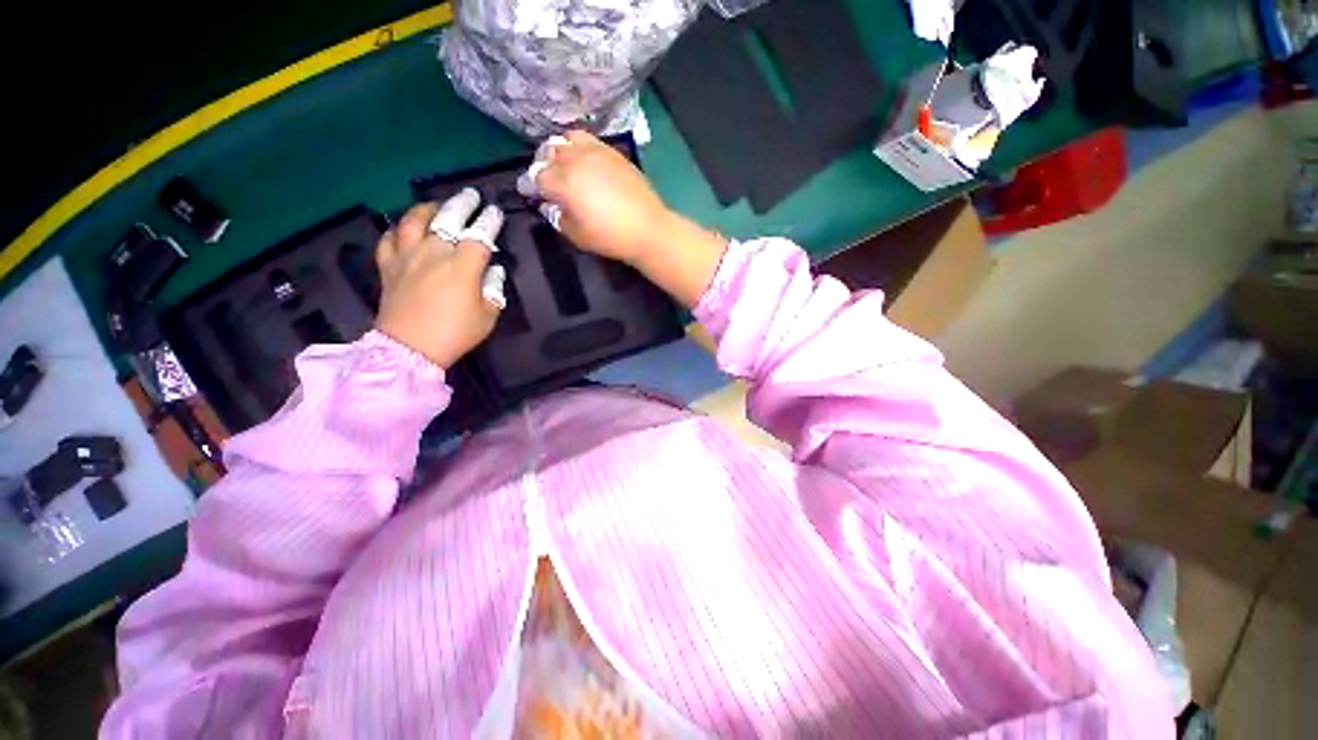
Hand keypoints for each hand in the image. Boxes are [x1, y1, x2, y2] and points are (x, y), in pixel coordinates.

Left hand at [374, 193, 505, 367]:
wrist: (410, 348)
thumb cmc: (456, 333)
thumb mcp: (488, 315)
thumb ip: (493, 289)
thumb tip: (493, 271)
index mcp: (463, 266)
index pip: (480, 234)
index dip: (490, 221)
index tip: (495, 212)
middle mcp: (434, 253)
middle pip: (448, 218)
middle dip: (462, 204)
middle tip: (470, 195)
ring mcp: (407, 257)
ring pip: (413, 221)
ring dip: (427, 208)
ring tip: (436, 205)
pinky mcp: (388, 266)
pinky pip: (389, 239)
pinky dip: (397, 230)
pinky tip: (404, 229)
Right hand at [520, 130, 674, 264]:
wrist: (647, 228)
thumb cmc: (610, 237)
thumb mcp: (577, 235)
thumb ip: (558, 218)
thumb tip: (549, 205)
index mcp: (563, 182)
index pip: (536, 176)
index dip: (530, 186)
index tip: (531, 194)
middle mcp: (575, 160)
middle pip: (548, 153)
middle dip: (542, 166)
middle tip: (547, 182)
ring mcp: (595, 151)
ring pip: (566, 140)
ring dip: (559, 152)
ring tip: (564, 167)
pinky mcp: (612, 151)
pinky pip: (587, 139)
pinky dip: (578, 147)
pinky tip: (583, 161)